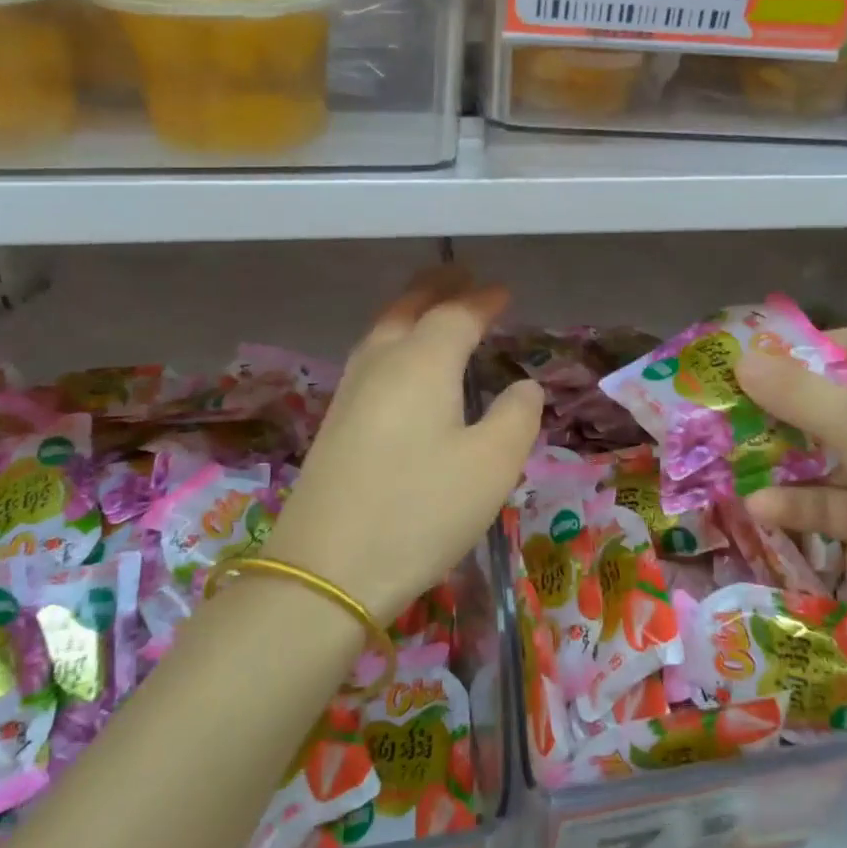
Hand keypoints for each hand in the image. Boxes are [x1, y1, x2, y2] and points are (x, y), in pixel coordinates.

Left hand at [266, 269, 543, 623]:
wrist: (325, 571)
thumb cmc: (420, 511)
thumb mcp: (492, 465)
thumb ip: (517, 416)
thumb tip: (521, 387)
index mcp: (422, 361)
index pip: (457, 314)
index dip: (483, 301)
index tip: (504, 293)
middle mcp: (381, 363)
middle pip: (409, 307)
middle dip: (439, 288)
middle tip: (463, 276)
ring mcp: (351, 391)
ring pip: (384, 330)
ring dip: (412, 310)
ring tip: (435, 308)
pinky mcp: (335, 422)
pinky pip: (372, 358)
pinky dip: (396, 340)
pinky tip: (405, 364)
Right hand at [734, 326, 846, 619]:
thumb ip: (795, 391)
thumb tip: (741, 360)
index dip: (802, 352)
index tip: (748, 365)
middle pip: (837, 399)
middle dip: (782, 409)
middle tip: (728, 411)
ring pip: (832, 453)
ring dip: (786, 458)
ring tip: (730, 458)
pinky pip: (837, 501)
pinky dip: (802, 504)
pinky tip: (759, 508)